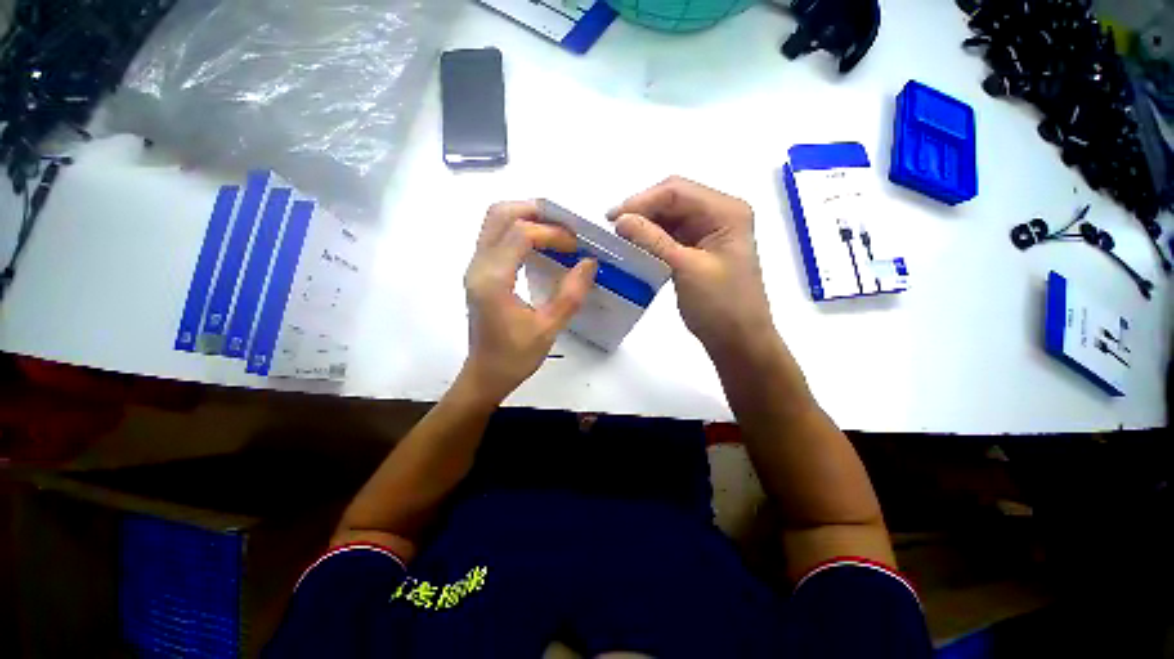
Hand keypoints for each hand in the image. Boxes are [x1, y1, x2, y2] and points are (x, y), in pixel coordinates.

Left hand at [462, 201, 596, 401]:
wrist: (485, 375)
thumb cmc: (515, 357)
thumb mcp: (549, 329)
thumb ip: (570, 295)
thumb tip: (589, 263)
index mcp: (493, 280)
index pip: (521, 233)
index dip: (552, 233)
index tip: (576, 246)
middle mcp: (478, 266)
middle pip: (500, 214)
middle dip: (535, 212)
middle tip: (565, 226)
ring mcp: (475, 267)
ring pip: (494, 221)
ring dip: (526, 218)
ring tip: (555, 231)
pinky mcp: (479, 273)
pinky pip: (495, 236)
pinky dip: (518, 231)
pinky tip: (540, 246)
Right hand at [609, 176, 773, 355]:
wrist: (737, 340)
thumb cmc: (720, 305)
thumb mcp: (686, 268)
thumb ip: (653, 240)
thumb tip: (620, 219)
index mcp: (725, 211)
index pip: (677, 192)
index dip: (642, 201)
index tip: (613, 220)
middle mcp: (718, 214)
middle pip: (673, 200)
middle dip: (642, 211)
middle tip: (613, 228)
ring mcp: (708, 232)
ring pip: (669, 217)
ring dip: (645, 225)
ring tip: (619, 238)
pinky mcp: (698, 249)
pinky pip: (670, 236)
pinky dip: (651, 239)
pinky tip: (635, 247)